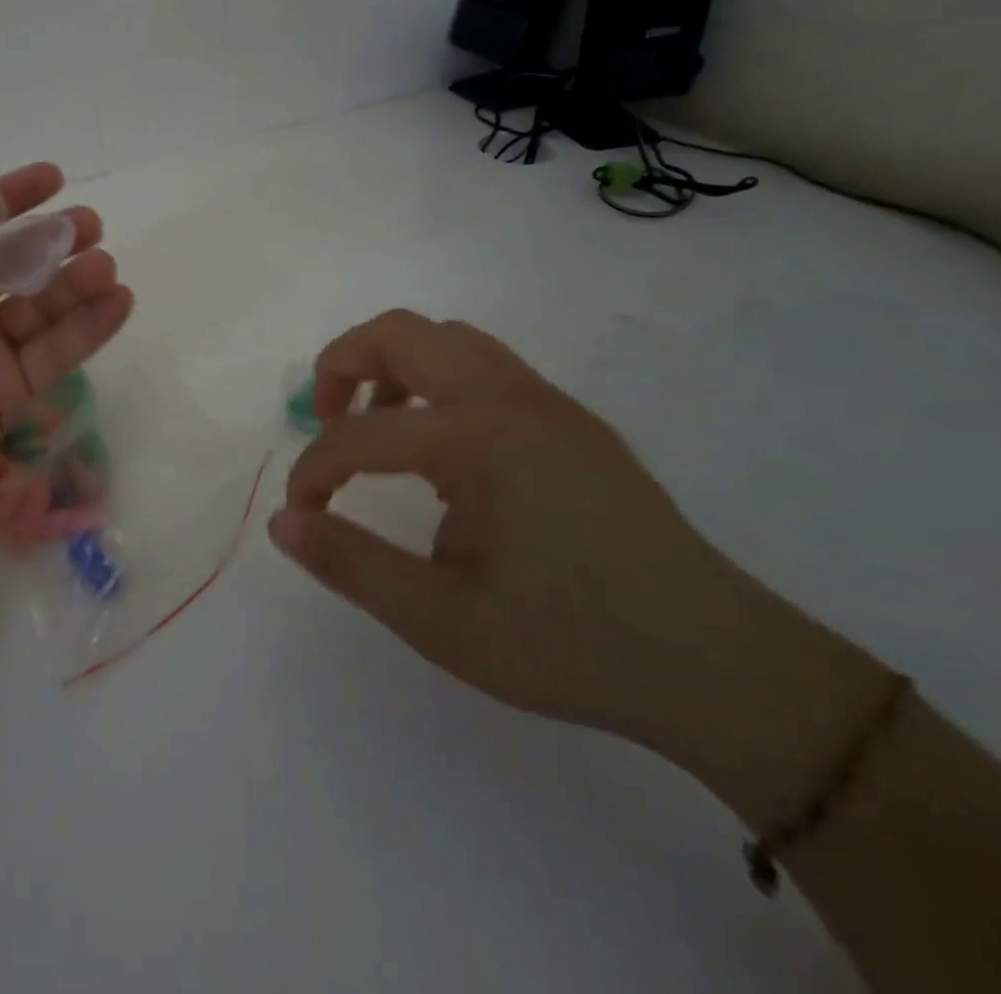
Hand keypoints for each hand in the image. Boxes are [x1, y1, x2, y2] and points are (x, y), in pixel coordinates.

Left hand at [0, 164, 133, 552]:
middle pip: (11, 263)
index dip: (10, 198)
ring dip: (76, 282)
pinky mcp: (6, 394)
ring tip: (106, 265)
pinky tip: (119, 303)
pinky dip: (89, 328)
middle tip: (90, 225)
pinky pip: (54, 353)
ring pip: (39, 307)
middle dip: (51, 240)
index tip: (54, 177)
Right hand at [270, 311, 884, 818]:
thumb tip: (280, 523)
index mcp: (479, 439)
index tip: (300, 516)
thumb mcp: (442, 621)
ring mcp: (547, 402)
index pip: (360, 435)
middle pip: (400, 332)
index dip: (313, 472)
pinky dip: (436, 382)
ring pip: (446, 339)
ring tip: (378, 430)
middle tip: (326, 423)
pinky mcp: (571, 420)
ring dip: (393, 366)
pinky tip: (442, 453)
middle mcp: (510, 398)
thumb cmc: (572, 645)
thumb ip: (350, 563)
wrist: (721, 668)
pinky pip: (483, 365)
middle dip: (342, 365)